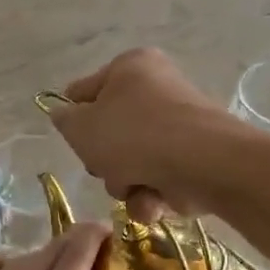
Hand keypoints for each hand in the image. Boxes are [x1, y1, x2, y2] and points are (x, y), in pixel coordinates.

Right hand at [46, 49, 230, 221]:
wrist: (204, 164)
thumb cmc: (134, 135)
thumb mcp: (81, 127)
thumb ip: (65, 121)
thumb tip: (65, 116)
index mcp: (131, 67)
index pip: (85, 91)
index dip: (74, 119)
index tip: (74, 140)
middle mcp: (158, 89)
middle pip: (111, 133)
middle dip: (105, 162)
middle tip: (107, 167)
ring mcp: (180, 126)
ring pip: (133, 163)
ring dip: (126, 184)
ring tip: (136, 188)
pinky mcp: (196, 158)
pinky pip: (159, 179)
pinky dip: (152, 195)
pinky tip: (155, 201)